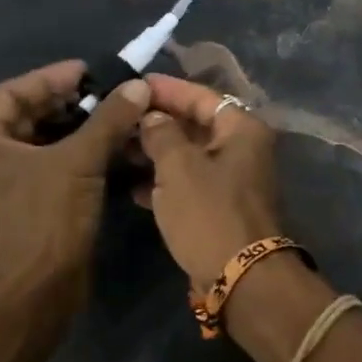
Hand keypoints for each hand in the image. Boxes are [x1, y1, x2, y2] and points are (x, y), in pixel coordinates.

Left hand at [0, 62, 149, 302]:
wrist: (37, 289)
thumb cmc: (47, 218)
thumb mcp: (79, 161)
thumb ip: (107, 120)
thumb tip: (137, 86)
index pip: (11, 93)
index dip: (51, 78)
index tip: (89, 72)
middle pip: (24, 117)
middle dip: (66, 104)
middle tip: (106, 96)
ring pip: (38, 144)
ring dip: (74, 130)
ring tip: (112, 120)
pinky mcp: (20, 207)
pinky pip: (45, 168)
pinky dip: (73, 156)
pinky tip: (105, 152)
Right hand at [136, 75, 282, 288]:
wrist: (240, 276)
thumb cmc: (209, 212)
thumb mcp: (178, 167)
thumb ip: (162, 133)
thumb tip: (154, 116)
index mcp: (242, 130)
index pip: (202, 96)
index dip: (167, 89)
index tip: (134, 85)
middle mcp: (244, 149)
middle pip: (196, 126)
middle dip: (158, 123)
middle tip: (118, 118)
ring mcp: (235, 180)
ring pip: (191, 157)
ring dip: (157, 154)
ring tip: (118, 150)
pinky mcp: (223, 208)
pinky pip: (191, 185)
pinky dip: (166, 183)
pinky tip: (134, 188)